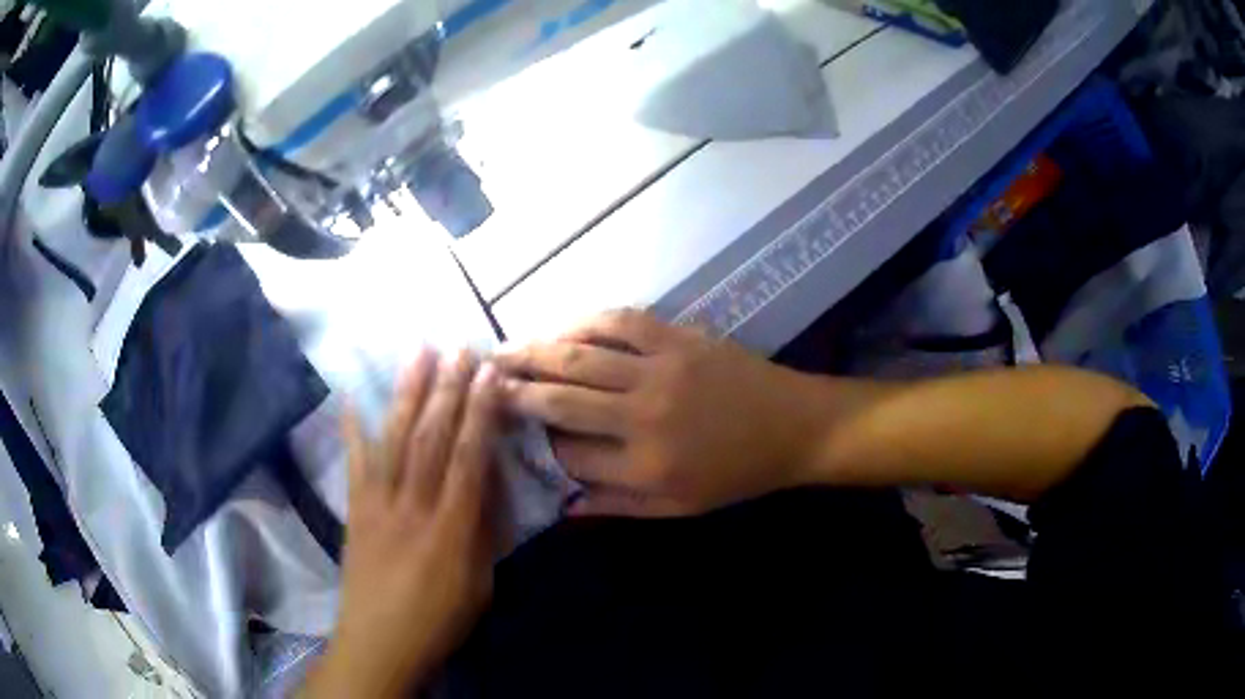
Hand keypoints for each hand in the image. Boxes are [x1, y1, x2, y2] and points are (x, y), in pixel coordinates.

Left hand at [305, 350, 500, 697]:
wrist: (379, 643)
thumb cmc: (438, 620)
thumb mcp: (480, 585)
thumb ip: (485, 531)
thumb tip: (488, 480)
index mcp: (451, 532)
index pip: (469, 460)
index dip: (480, 414)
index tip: (489, 374)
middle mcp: (412, 508)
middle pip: (431, 439)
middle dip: (447, 388)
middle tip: (458, 346)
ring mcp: (377, 505)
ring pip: (394, 439)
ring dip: (408, 393)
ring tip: (418, 351)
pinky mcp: (355, 509)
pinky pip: (355, 461)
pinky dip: (355, 426)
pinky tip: (355, 394)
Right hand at [496, 309, 832, 517]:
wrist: (793, 427)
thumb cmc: (737, 474)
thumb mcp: (680, 508)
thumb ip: (619, 506)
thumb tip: (564, 506)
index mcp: (645, 466)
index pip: (568, 454)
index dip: (535, 442)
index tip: (508, 431)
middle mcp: (643, 416)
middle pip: (561, 400)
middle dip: (515, 391)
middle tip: (481, 382)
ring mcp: (660, 370)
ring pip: (581, 356)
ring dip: (535, 351)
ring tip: (502, 351)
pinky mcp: (677, 338)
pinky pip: (619, 321)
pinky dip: (583, 322)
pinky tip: (560, 327)